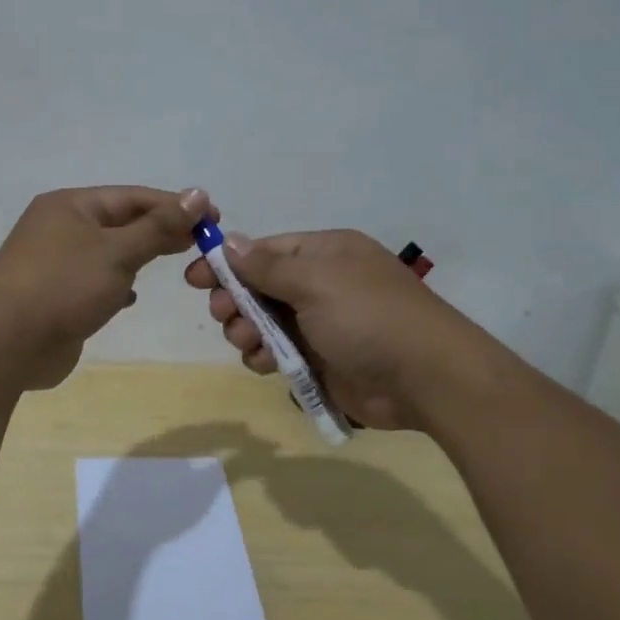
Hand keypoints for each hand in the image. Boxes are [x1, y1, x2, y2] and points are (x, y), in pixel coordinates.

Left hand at [0, 186, 214, 389]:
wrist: (5, 343)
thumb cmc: (63, 286)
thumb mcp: (117, 251)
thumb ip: (159, 226)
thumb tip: (198, 194)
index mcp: (71, 206)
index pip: (132, 197)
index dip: (174, 205)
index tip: (213, 216)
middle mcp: (61, 228)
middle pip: (121, 222)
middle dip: (161, 230)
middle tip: (204, 241)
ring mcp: (56, 264)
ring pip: (109, 253)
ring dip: (139, 257)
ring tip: (177, 261)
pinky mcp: (56, 297)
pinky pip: (95, 282)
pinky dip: (116, 285)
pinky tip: (131, 298)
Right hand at [183, 229, 476, 428]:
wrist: (425, 378)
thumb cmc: (368, 317)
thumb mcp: (316, 282)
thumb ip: (267, 266)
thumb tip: (229, 241)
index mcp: (325, 254)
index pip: (265, 251)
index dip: (228, 263)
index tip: (194, 278)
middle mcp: (321, 285)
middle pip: (260, 287)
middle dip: (235, 301)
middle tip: (222, 314)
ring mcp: (321, 324)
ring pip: (264, 323)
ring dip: (247, 331)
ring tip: (246, 342)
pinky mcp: (321, 360)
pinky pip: (278, 353)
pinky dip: (264, 356)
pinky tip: (263, 363)